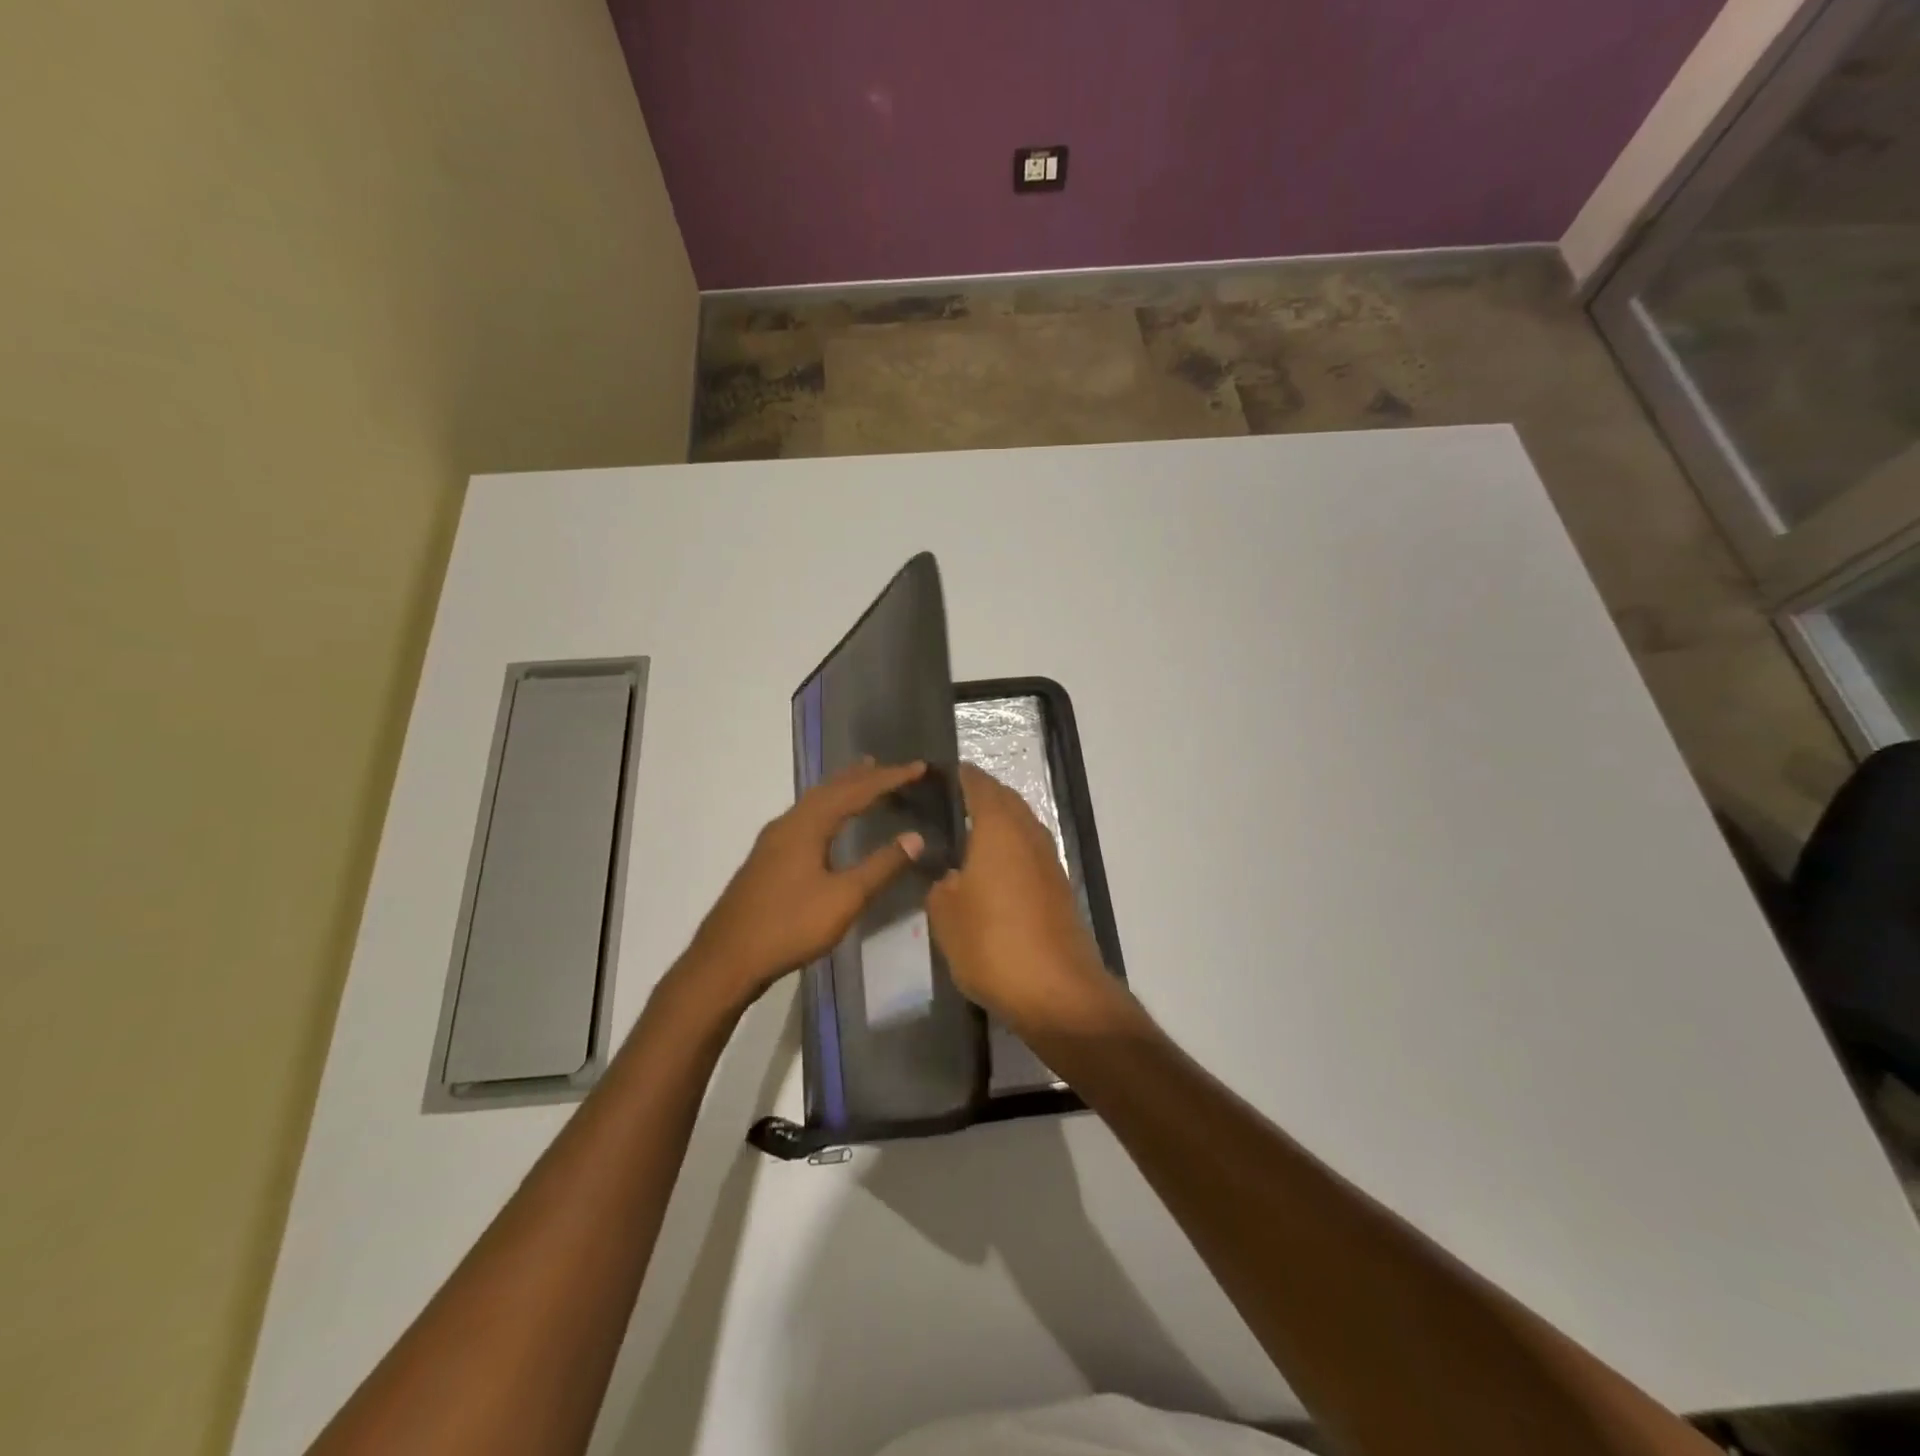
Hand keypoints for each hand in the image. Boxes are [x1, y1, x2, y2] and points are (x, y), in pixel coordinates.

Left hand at [683, 759, 927, 1005]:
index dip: (890, 778)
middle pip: (831, 789)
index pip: (856, 791)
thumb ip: (881, 866)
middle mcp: (789, 823)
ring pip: (815, 802)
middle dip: (864, 776)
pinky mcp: (767, 858)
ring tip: (863, 778)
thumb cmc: (790, 925)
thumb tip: (916, 837)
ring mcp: (773, 841)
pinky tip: (828, 822)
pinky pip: (805, 817)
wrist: (727, 959)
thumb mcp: (844, 898)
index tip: (919, 767)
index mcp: (808, 825)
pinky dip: (827, 807)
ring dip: (842, 788)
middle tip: (893, 767)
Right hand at [926, 764, 1121, 1033]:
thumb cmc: (992, 943)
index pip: (981, 786)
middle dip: (984, 795)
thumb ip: (941, 885)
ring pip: (1023, 826)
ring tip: (970, 833)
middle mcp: (1029, 835)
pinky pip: (1031, 852)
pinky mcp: (1059, 889)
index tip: (945, 772)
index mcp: (999, 829)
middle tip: (954, 800)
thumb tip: (951, 876)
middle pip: (1008, 801)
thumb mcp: (945, 915)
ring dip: (1001, 822)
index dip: (963, 776)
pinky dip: (1012, 848)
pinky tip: (994, 869)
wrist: (1056, 990)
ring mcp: (1049, 862)